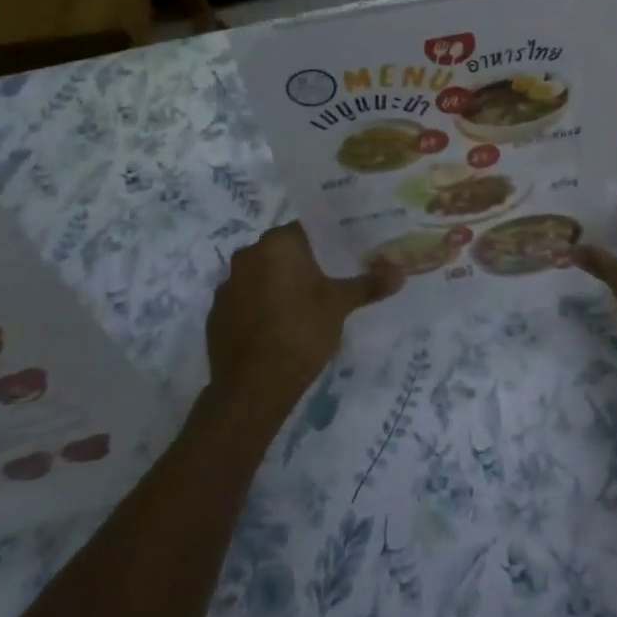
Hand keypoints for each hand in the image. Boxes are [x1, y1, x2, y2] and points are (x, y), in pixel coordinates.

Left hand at [206, 222, 402, 404]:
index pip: (305, 229)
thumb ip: (368, 284)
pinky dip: (260, 309)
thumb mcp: (340, 305)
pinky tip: (278, 328)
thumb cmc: (301, 330)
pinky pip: (245, 302)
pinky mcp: (215, 317)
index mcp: (276, 244)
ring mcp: (226, 287)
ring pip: (260, 277)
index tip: (343, 253)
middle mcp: (246, 256)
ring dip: (278, 285)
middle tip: (329, 279)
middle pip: (281, 252)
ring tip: (304, 307)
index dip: (326, 240)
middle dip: (302, 263)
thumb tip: (400, 272)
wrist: (253, 387)